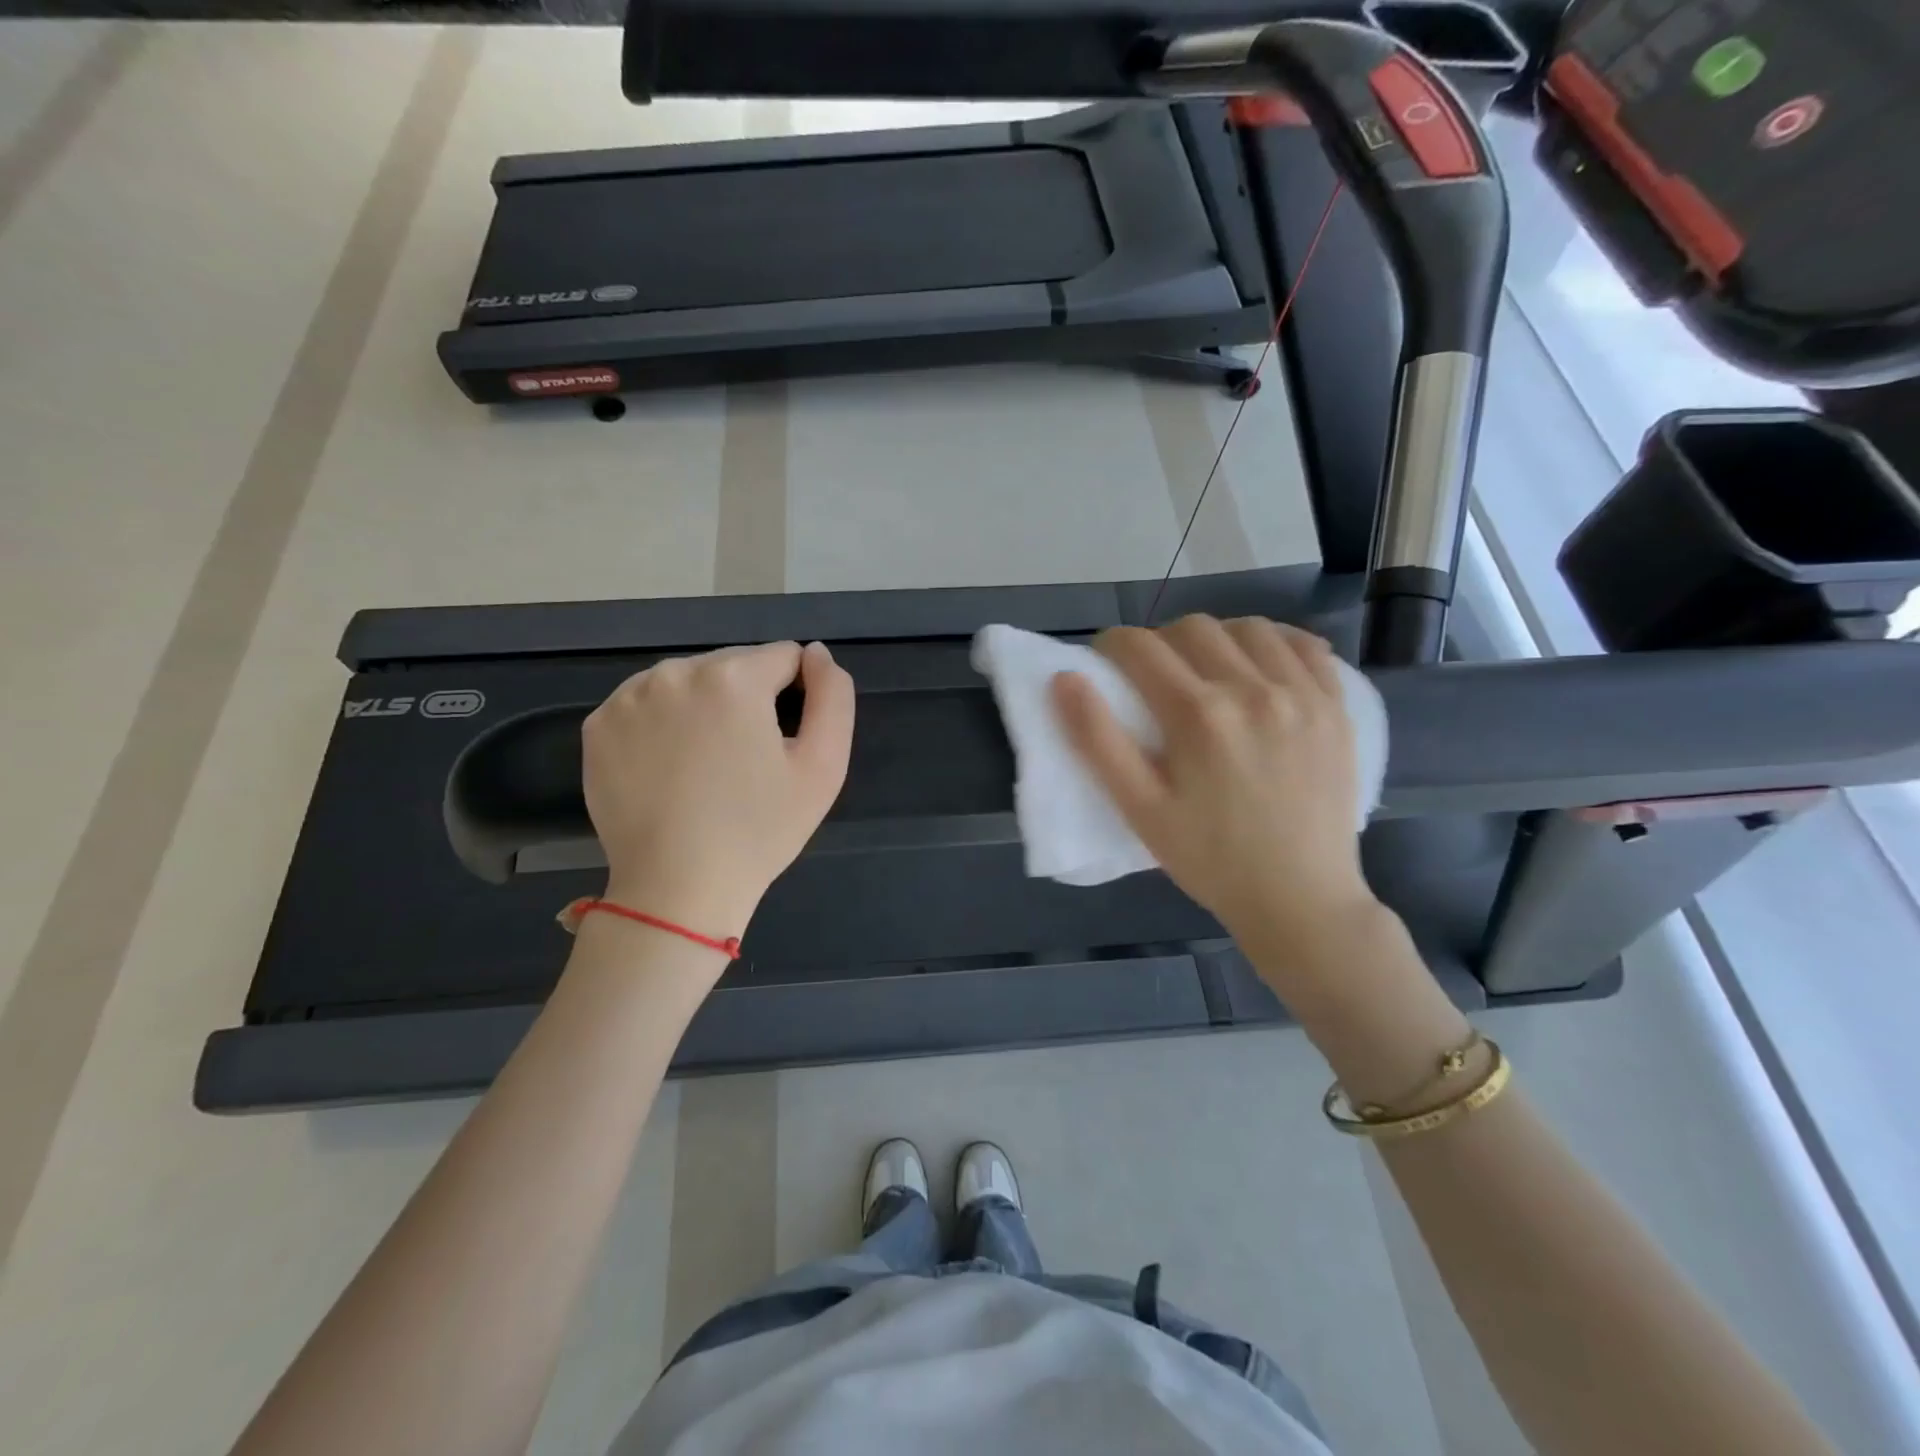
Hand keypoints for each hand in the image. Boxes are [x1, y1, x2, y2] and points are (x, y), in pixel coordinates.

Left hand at [582, 641, 854, 934]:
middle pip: (734, 665)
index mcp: (733, 677)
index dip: (796, 696)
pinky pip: (648, 704)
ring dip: (705, 707)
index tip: (785, 743)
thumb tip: (817, 654)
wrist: (677, 889)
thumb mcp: (824, 766)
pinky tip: (670, 768)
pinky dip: (664, 724)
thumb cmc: (760, 830)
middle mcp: (675, 671)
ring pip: (689, 682)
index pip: (784, 657)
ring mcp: (629, 697)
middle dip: (748, 699)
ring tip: (707, 765)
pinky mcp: (599, 725)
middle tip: (748, 760)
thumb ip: (833, 697)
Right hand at [1052, 615, 1378, 963]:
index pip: (1140, 647)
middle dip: (1160, 640)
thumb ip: (1097, 740)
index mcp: (1197, 715)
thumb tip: (1065, 679)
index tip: (1105, 662)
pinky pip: (1305, 646)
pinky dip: (1275, 642)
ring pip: (1248, 628)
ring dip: (1216, 637)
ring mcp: (1302, 694)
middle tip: (1152, 675)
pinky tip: (1260, 665)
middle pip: (1192, 628)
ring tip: (1206, 669)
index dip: (1112, 645)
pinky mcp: (1336, 707)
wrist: (1300, 899)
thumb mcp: (1140, 809)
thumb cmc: (1209, 859)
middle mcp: (1252, 689)